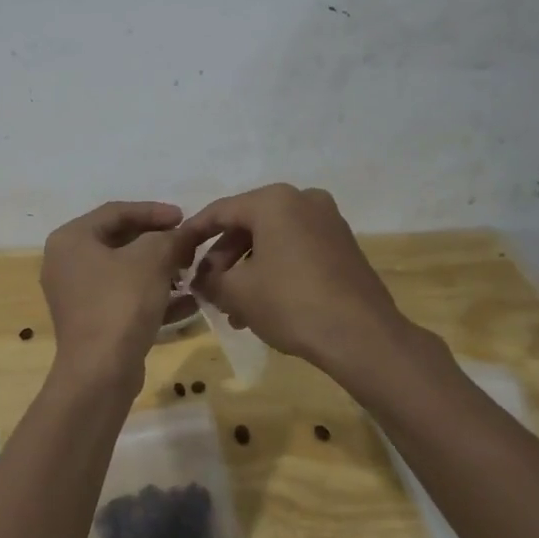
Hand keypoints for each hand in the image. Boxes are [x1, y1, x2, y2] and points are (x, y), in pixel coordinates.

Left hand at [40, 201, 196, 396]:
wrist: (101, 372)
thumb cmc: (121, 303)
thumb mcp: (151, 260)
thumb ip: (170, 238)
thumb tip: (185, 233)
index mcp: (71, 239)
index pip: (116, 212)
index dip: (154, 211)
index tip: (185, 217)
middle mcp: (67, 263)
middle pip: (120, 240)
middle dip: (159, 243)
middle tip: (189, 245)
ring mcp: (78, 295)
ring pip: (125, 272)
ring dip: (161, 270)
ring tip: (192, 272)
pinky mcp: (92, 322)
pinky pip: (126, 299)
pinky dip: (154, 297)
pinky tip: (189, 302)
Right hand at [183, 184, 414, 372]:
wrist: (361, 336)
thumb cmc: (290, 303)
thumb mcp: (237, 292)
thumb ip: (210, 280)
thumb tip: (200, 280)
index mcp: (274, 201)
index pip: (220, 211)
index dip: (194, 232)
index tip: (177, 252)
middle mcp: (303, 200)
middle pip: (248, 225)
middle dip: (223, 258)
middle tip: (207, 286)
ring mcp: (328, 222)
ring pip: (273, 241)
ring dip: (248, 269)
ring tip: (232, 307)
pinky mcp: (343, 246)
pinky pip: (296, 250)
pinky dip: (274, 270)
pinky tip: (261, 305)